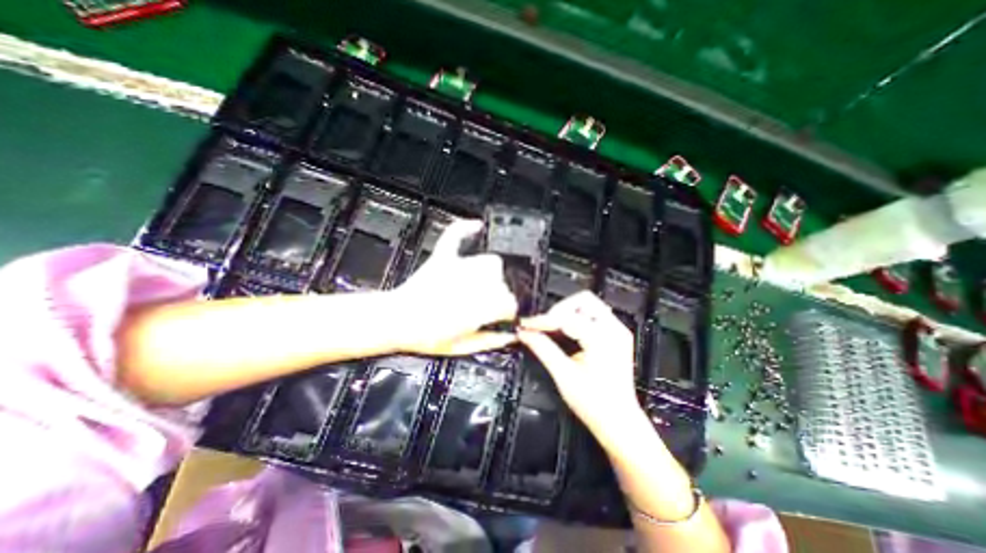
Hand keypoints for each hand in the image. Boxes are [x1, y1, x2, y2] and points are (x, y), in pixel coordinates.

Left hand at [392, 218, 518, 355]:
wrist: (395, 321)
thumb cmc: (425, 337)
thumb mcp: (461, 347)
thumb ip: (489, 341)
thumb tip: (509, 337)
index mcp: (479, 307)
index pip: (509, 303)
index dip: (509, 311)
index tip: (504, 316)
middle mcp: (474, 284)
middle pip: (503, 282)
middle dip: (499, 294)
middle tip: (488, 305)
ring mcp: (458, 268)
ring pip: (491, 262)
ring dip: (491, 272)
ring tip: (483, 284)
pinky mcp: (443, 258)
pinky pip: (456, 235)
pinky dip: (466, 229)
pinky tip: (477, 226)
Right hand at [519, 292, 643, 442]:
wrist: (619, 423)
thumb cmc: (594, 404)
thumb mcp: (564, 376)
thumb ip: (542, 349)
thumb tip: (524, 333)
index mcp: (603, 339)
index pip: (567, 318)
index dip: (543, 320)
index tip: (525, 325)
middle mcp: (614, 329)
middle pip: (583, 301)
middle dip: (559, 310)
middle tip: (542, 326)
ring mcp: (618, 331)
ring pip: (588, 304)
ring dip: (567, 312)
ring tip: (551, 328)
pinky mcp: (616, 335)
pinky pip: (594, 314)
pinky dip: (576, 318)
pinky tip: (565, 330)